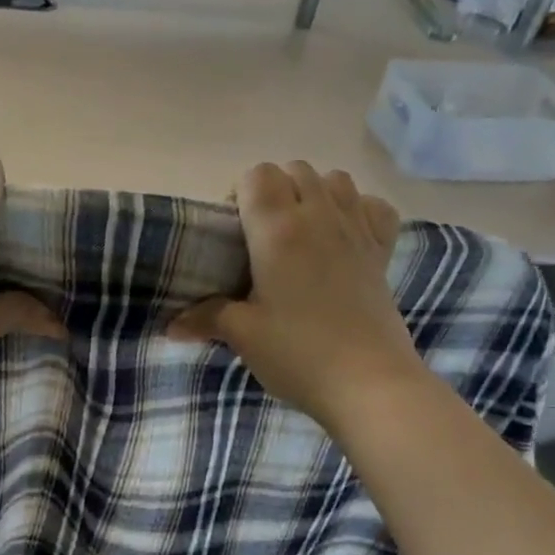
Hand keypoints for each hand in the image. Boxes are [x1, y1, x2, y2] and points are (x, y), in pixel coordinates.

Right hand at [168, 163, 423, 430]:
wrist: (369, 384)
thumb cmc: (298, 354)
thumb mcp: (243, 335)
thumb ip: (207, 318)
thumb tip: (172, 326)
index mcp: (278, 230)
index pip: (257, 175)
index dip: (240, 193)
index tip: (234, 230)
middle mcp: (319, 216)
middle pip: (295, 170)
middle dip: (274, 190)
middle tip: (261, 235)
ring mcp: (357, 230)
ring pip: (335, 179)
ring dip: (314, 193)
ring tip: (301, 232)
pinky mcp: (382, 251)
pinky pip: (373, 206)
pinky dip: (357, 209)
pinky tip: (345, 236)